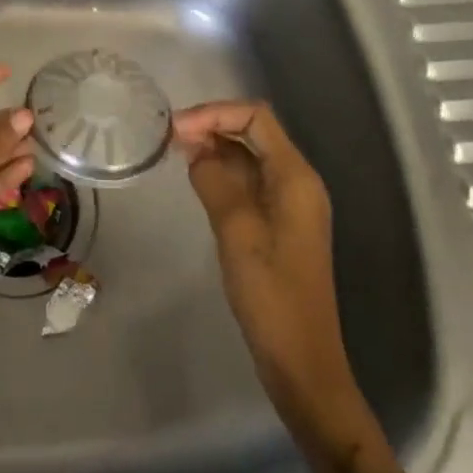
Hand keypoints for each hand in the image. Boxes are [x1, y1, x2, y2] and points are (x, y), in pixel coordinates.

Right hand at [172, 101, 357, 443]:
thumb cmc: (271, 294)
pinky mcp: (279, 222)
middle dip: (212, 125)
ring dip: (215, 147)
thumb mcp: (236, 231)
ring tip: (176, 153)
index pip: (256, 116)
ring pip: (249, 155)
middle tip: (170, 138)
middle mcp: (296, 181)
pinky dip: (222, 171)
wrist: (301, 360)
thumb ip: (214, 180)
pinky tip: (196, 178)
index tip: (177, 129)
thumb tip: (194, 149)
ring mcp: (289, 202)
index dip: (214, 113)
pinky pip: (249, 180)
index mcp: (295, 176)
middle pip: (253, 131)